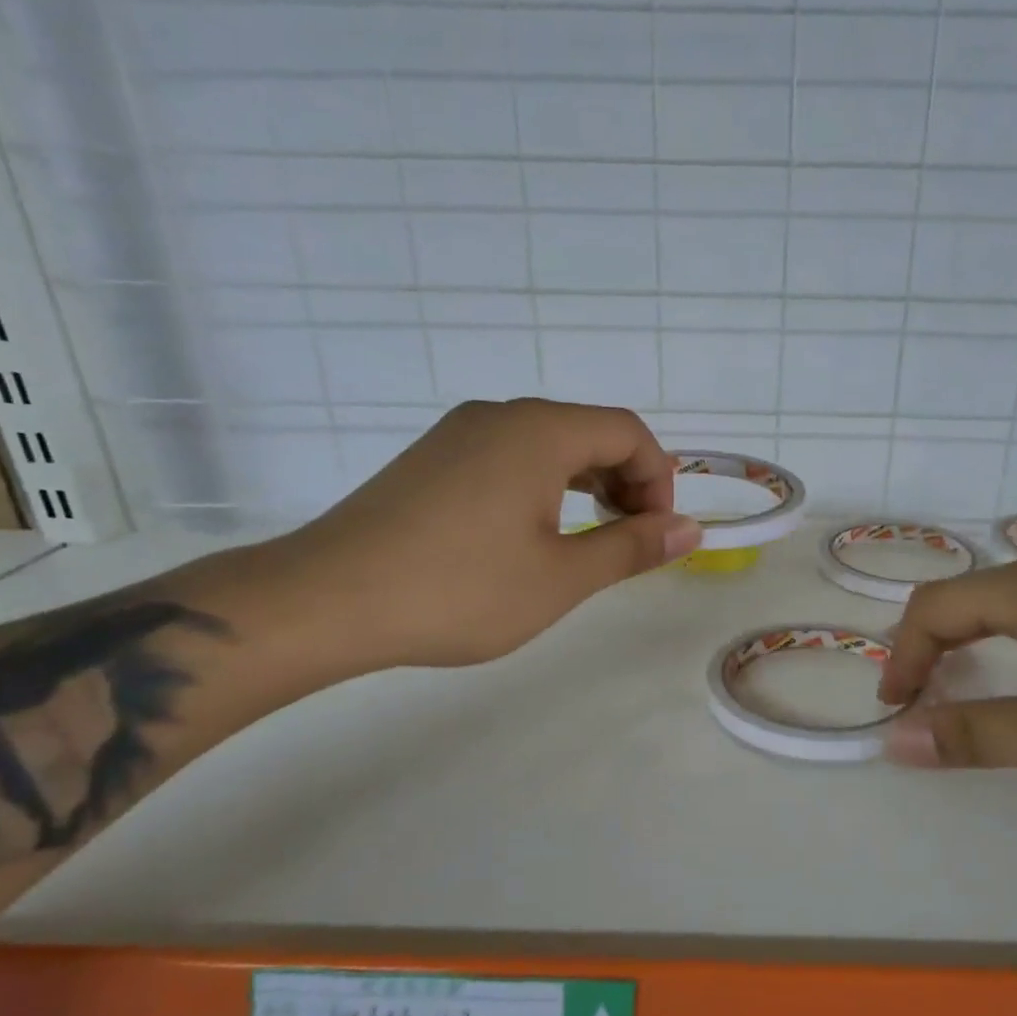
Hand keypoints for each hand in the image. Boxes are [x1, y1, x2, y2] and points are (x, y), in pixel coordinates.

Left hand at [265, 399, 699, 673]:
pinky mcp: (431, 460)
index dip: (659, 479)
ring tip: (590, 538)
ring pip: (547, 445)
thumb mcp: (561, 577)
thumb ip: (631, 548)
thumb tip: (690, 529)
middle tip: (632, 540)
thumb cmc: (459, 589)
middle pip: (588, 431)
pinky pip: (508, 457)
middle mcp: (499, 415)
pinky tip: (533, 534)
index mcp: (538, 431)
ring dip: (586, 484)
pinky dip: (543, 487)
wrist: (326, 600)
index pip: (627, 431)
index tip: (659, 534)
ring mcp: (458, 434)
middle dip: (626, 481)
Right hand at [878, 556, 1016, 791]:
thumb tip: (895, 740)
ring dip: (974, 645)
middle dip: (932, 649)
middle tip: (922, 700)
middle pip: (966, 599)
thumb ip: (975, 734)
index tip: (897, 711)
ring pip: (1009, 605)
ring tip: (971, 691)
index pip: (932, 608)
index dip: (903, 657)